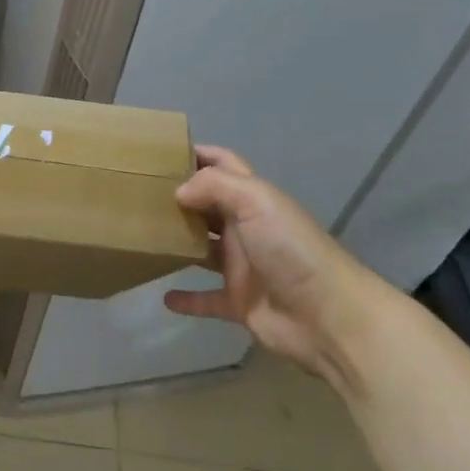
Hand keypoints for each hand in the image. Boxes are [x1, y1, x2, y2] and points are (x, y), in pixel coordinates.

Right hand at [163, 145, 388, 383]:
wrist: (331, 319)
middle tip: (138, 194)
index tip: (161, 152)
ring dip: (178, 243)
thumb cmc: (292, 250)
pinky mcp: (240, 303)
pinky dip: (187, 299)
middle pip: (208, 205)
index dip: (198, 154)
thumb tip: (178, 192)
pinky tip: (163, 297)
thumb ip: (214, 187)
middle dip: (179, 197)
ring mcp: (243, 267)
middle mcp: (246, 228)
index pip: (223, 164)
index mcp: (253, 198)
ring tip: (143, 237)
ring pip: (203, 249)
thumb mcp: (255, 202)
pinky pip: (207, 299)